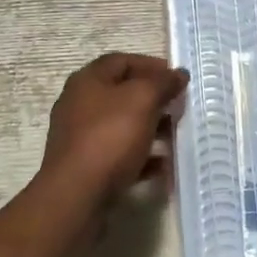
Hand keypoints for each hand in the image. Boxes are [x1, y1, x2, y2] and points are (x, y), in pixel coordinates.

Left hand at [39, 52, 188, 197]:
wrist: (76, 195)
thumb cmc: (109, 137)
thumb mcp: (142, 100)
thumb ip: (163, 83)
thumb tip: (179, 73)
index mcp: (88, 80)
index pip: (121, 61)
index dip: (150, 65)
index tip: (177, 78)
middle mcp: (79, 104)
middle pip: (122, 93)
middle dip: (153, 99)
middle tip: (179, 107)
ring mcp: (81, 137)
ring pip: (122, 125)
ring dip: (150, 128)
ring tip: (176, 137)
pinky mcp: (86, 166)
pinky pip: (119, 155)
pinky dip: (141, 156)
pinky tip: (163, 166)